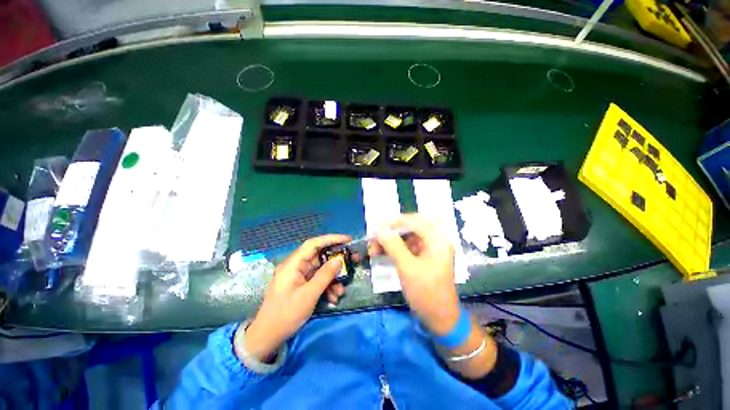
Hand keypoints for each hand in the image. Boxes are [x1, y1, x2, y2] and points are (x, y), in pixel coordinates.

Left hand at [240, 234, 349, 361]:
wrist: (268, 337)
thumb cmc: (286, 314)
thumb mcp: (309, 295)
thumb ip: (325, 275)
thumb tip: (340, 260)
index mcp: (293, 264)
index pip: (313, 244)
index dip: (331, 239)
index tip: (348, 240)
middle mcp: (296, 266)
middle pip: (320, 256)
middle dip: (337, 261)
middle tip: (353, 261)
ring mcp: (299, 276)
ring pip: (321, 270)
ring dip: (333, 278)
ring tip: (341, 291)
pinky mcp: (302, 285)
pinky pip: (318, 280)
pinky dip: (327, 287)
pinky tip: (333, 298)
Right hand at [372, 214, 459, 335]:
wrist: (440, 320)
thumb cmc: (426, 292)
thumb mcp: (407, 267)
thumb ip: (393, 245)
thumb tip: (379, 229)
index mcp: (437, 240)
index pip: (415, 220)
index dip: (395, 222)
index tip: (378, 227)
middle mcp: (434, 241)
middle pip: (409, 229)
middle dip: (389, 234)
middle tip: (373, 239)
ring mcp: (428, 251)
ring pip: (405, 239)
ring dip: (389, 243)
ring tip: (372, 250)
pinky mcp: (422, 259)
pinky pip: (405, 249)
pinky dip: (393, 250)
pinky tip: (380, 254)